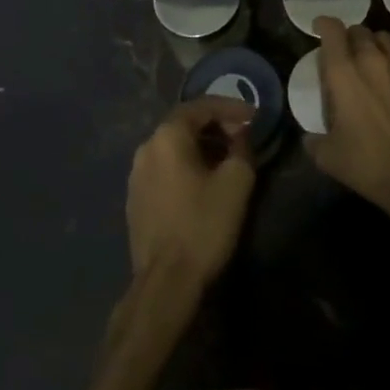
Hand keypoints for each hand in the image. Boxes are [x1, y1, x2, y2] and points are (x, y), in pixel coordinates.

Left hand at [125, 97, 256, 290]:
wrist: (166, 283)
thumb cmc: (203, 225)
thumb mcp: (236, 182)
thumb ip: (242, 147)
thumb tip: (241, 133)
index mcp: (167, 136)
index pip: (202, 106)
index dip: (231, 107)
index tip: (254, 117)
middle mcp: (146, 147)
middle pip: (185, 124)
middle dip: (216, 126)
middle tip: (242, 137)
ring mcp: (136, 175)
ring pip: (173, 148)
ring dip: (201, 147)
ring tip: (226, 160)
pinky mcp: (135, 199)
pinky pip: (164, 169)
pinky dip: (185, 166)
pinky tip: (202, 183)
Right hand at [306, 18, 389, 215]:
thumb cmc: (367, 163)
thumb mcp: (327, 156)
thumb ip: (312, 140)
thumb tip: (308, 137)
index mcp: (342, 72)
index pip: (331, 29)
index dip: (323, 24)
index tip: (319, 30)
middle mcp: (369, 57)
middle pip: (357, 30)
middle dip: (348, 39)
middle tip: (346, 58)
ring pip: (382, 35)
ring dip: (373, 43)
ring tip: (371, 58)